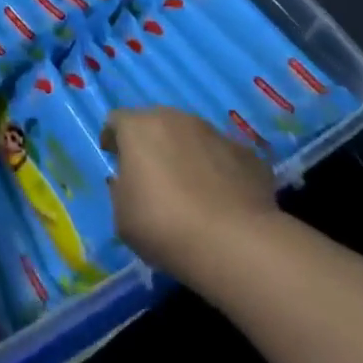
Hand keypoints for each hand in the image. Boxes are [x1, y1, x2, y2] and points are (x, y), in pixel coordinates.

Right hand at [102, 107, 278, 273]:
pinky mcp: (248, 155)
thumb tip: (130, 181)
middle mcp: (176, 119)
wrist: (235, 243)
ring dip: (186, 154)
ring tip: (191, 190)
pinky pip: (223, 157)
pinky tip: (222, 200)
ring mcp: (215, 134)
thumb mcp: (122, 215)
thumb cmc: (163, 224)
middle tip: (152, 176)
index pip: (116, 121)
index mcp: (138, 127)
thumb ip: (120, 190)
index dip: (113, 139)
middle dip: (151, 144)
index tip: (115, 160)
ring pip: (192, 137)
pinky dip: (218, 171)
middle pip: (156, 123)